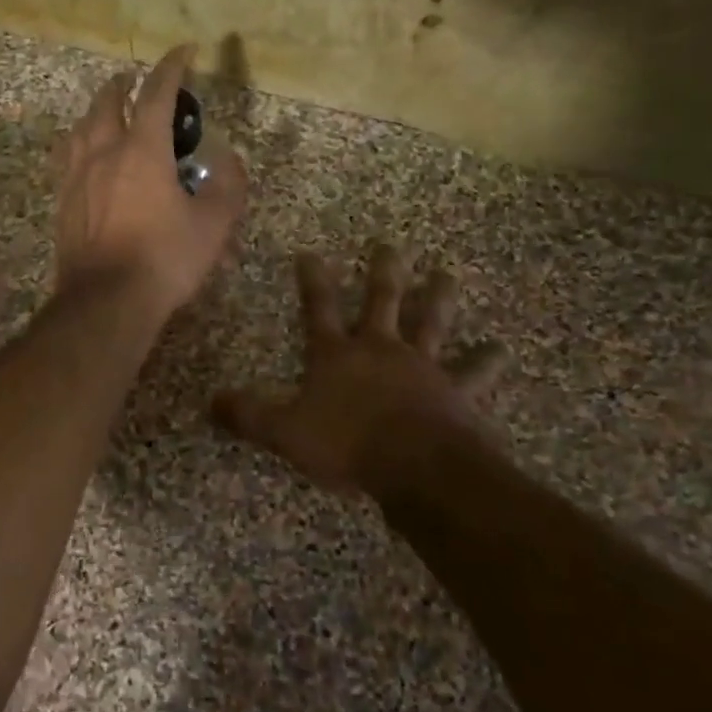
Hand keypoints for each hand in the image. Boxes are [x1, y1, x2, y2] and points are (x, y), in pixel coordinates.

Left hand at [54, 46, 246, 321]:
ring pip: (81, 129)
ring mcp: (76, 178)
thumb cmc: (164, 259)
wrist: (106, 301)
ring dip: (96, 112)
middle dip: (123, 85)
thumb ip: (227, 186)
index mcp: (142, 150)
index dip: (172, 67)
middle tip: (133, 80)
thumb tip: (229, 159)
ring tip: (106, 113)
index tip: (184, 52)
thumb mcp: (213, 225)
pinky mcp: (63, 203)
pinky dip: (79, 145)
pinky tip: (83, 158)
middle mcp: (103, 153)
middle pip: (108, 104)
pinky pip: (67, 159)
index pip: (157, 94)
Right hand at [214, 246, 507, 494]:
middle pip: (381, 301)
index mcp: (337, 355)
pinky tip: (501, 349)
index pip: (319, 309)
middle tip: (389, 244)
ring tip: (447, 273)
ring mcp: (422, 367)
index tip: (310, 252)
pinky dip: (486, 361)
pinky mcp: (455, 392)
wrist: (415, 466)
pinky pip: (472, 373)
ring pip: (431, 323)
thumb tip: (210, 401)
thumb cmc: (346, 444)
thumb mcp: (284, 432)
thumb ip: (248, 415)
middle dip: (383, 272)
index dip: (313, 280)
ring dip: (438, 298)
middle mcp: (380, 349)